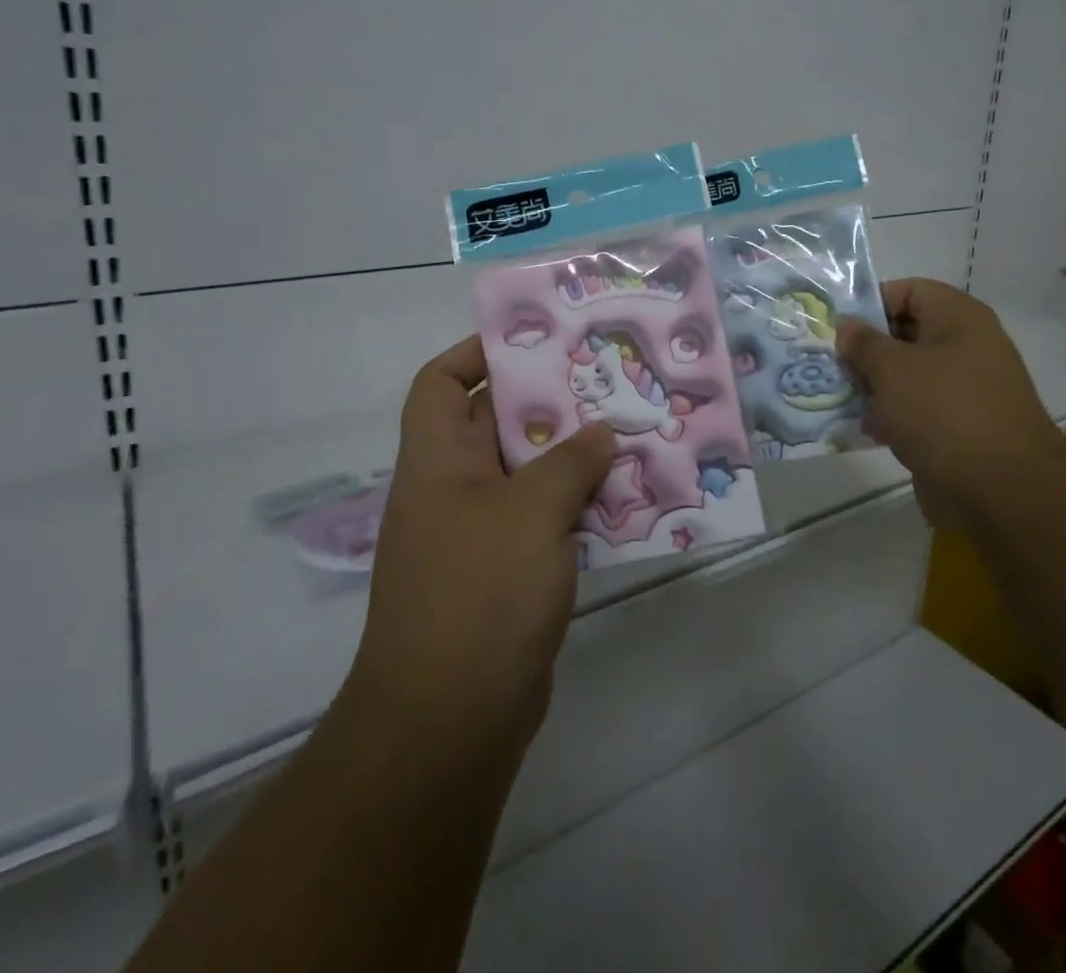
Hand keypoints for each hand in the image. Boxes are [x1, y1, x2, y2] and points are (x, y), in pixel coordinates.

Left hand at [345, 336, 613, 763]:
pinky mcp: (506, 573)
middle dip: (548, 402)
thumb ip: (571, 462)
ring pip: (528, 474)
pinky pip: (544, 520)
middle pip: (495, 424)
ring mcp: (478, 534)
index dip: (475, 354)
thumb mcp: (532, 512)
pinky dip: (578, 507)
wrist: (450, 721)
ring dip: (573, 458)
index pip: (438, 383)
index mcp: (437, 461)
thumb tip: (602, 432)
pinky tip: (626, 500)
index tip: (534, 344)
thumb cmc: (480, 593)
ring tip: (628, 433)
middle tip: (605, 381)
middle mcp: (452, 489)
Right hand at [836, 278, 1065, 533]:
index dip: (870, 304)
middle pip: (904, 334)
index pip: (908, 291)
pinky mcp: (957, 428)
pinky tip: (862, 429)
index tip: (836, 328)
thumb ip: (863, 343)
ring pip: (906, 375)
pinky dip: (890, 416)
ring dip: (873, 386)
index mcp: (958, 319)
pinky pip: (915, 410)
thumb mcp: (893, 369)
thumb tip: (846, 325)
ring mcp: (962, 390)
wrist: (1003, 491)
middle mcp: (964, 347)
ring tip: (836, 396)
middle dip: (865, 349)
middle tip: (828, 364)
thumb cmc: (945, 413)